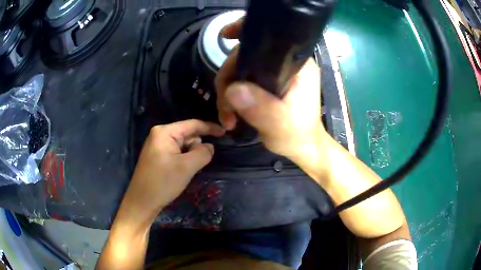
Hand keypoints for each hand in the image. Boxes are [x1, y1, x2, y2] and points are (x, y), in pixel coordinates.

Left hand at [119, 120, 224, 228]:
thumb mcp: (186, 167)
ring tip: (188, 170)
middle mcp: (160, 135)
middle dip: (197, 146)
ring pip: (183, 145)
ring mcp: (157, 145)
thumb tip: (210, 146)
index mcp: (164, 132)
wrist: (142, 202)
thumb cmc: (163, 182)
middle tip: (199, 163)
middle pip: (187, 134)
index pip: (192, 124)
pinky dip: (184, 159)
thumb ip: (203, 153)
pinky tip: (183, 171)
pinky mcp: (158, 156)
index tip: (225, 133)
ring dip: (191, 155)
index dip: (210, 127)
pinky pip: (177, 152)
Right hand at [216, 19, 325, 160]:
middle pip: (246, 57)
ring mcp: (274, 73)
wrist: (303, 147)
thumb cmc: (298, 135)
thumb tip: (232, 89)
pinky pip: (242, 81)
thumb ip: (260, 107)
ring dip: (227, 92)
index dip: (245, 34)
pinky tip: (230, 114)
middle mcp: (285, 64)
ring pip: (240, 71)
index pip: (269, 40)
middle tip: (224, 108)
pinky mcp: (267, 84)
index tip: (225, 35)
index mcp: (297, 65)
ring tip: (227, 118)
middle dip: (228, 80)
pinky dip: (232, 96)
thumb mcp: (280, 124)